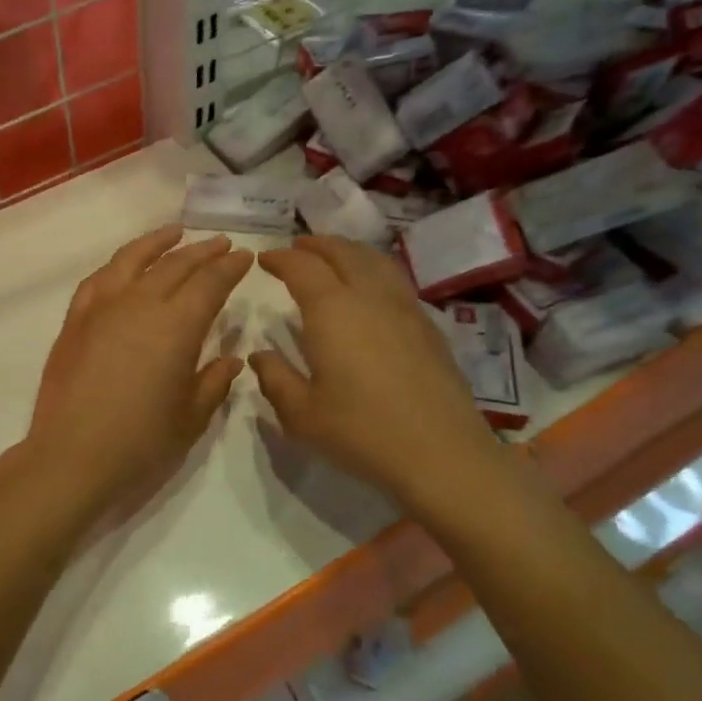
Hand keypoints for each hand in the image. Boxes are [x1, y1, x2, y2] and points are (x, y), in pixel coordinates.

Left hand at [27, 225, 252, 512]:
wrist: (71, 458)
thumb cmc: (140, 443)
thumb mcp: (190, 418)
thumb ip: (213, 382)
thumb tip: (231, 359)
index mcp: (177, 326)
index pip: (210, 283)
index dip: (230, 268)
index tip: (245, 257)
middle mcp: (140, 304)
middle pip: (176, 265)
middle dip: (203, 252)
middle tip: (222, 244)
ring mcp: (102, 308)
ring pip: (133, 260)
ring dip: (158, 243)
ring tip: (176, 232)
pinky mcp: (75, 320)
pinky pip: (99, 279)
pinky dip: (118, 265)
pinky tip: (125, 266)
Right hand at [249, 235, 505, 518]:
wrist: (442, 454)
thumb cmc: (361, 432)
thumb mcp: (301, 414)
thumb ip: (275, 378)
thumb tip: (260, 355)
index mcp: (332, 310)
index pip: (302, 267)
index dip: (281, 259)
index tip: (265, 260)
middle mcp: (370, 297)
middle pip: (343, 253)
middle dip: (316, 245)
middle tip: (296, 249)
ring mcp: (405, 309)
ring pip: (375, 261)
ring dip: (349, 252)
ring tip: (334, 258)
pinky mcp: (429, 327)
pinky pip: (395, 281)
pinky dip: (374, 270)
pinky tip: (371, 291)